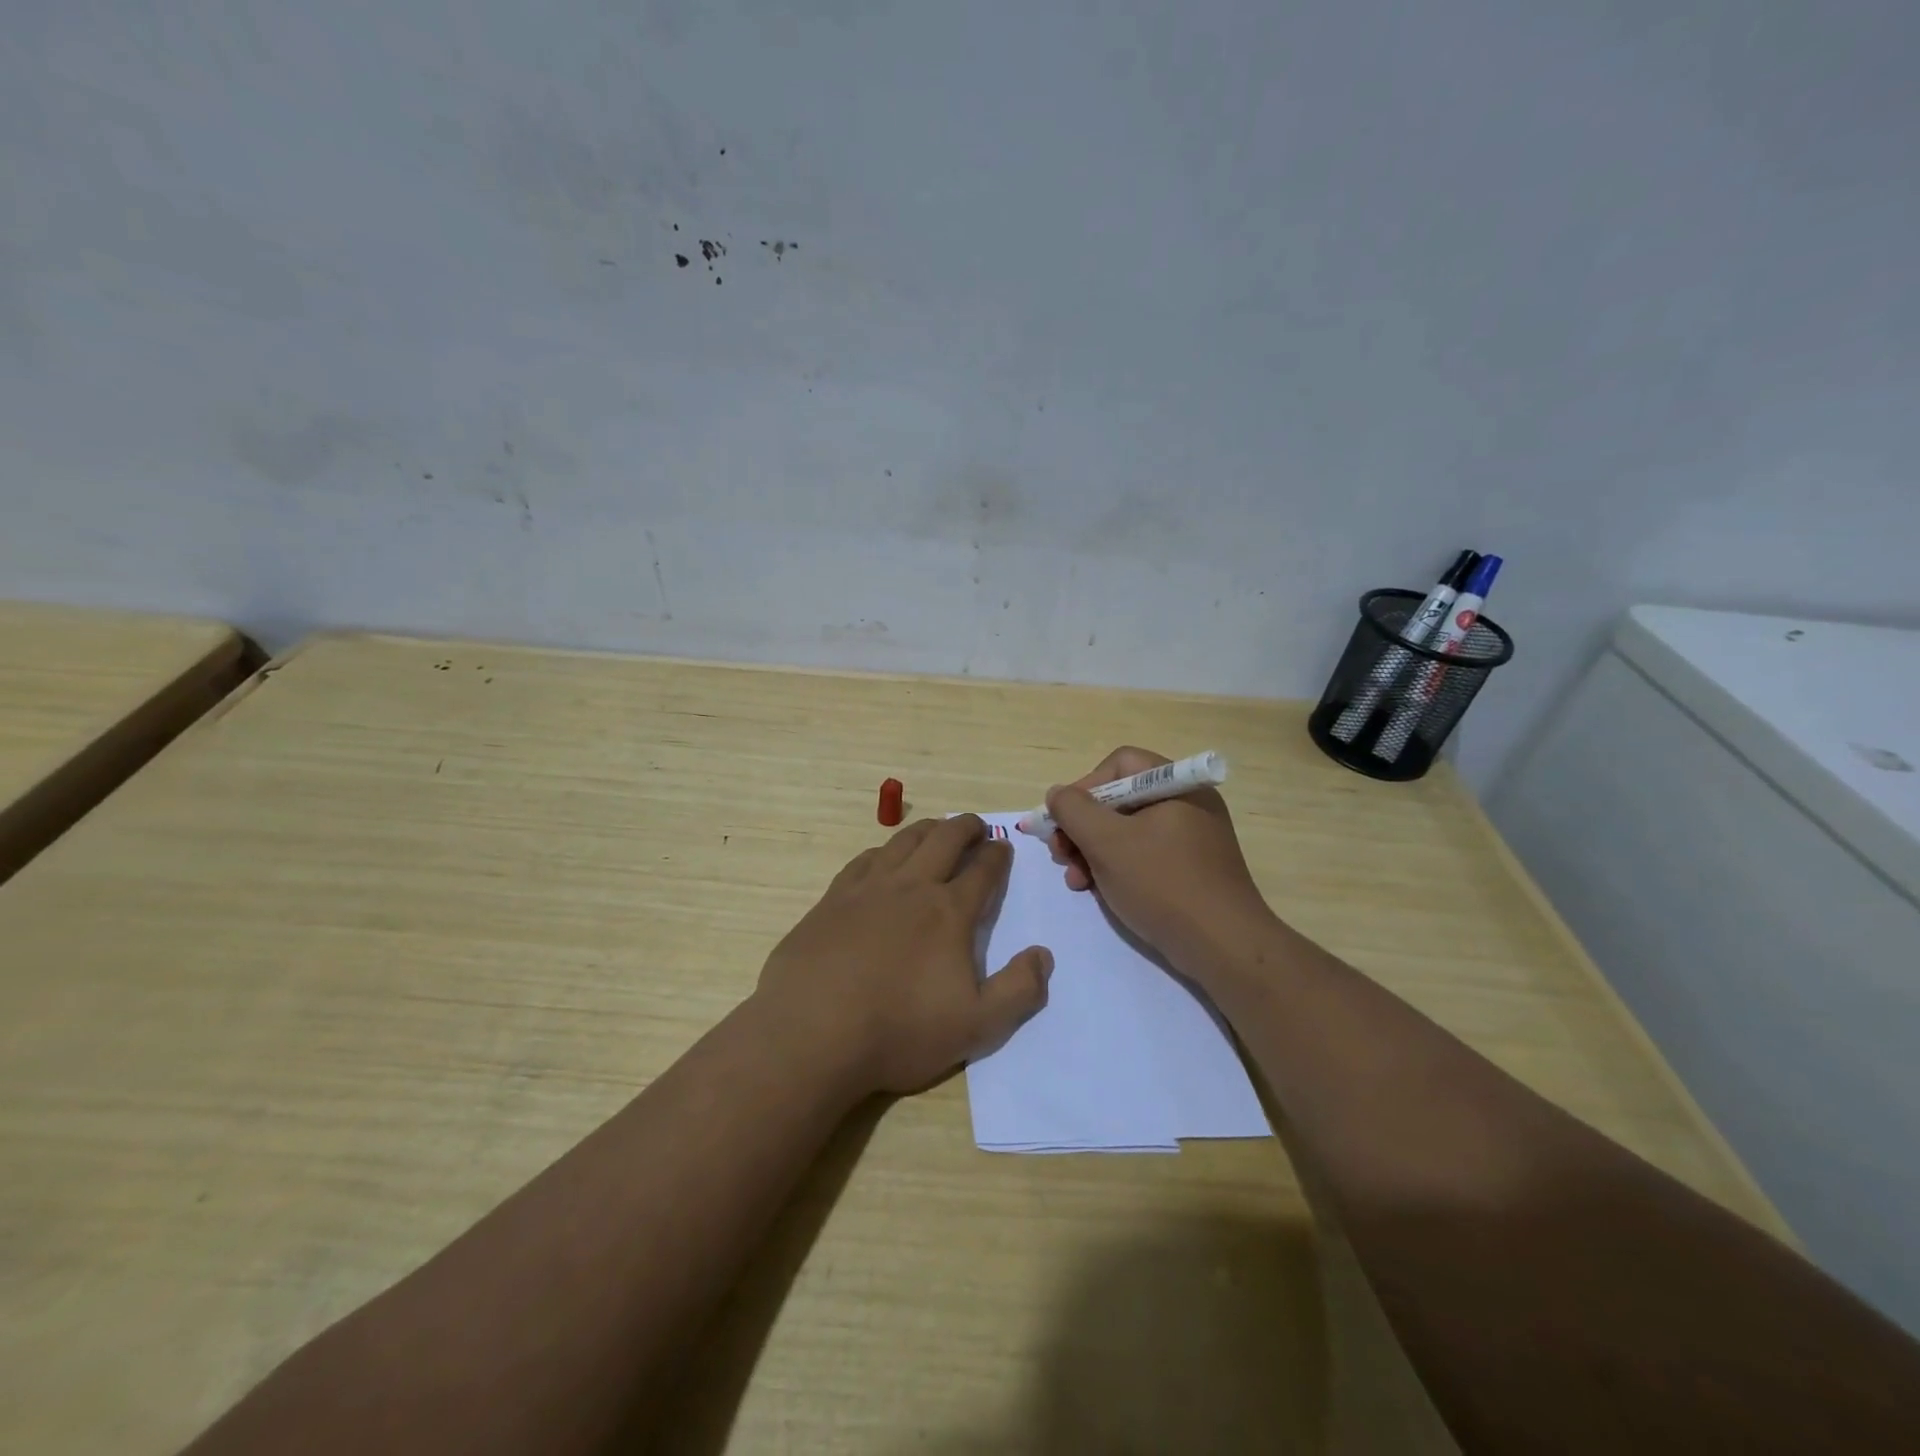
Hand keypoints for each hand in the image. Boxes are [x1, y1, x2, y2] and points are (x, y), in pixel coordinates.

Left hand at [754, 815, 1052, 1096]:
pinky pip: (865, 859)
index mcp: (949, 911)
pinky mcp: (833, 899)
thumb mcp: (977, 1026)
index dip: (998, 855)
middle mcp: (912, 886)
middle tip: (977, 827)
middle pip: (945, 839)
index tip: (1003, 848)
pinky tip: (883, 858)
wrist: (811, 1032)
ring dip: (928, 830)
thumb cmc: (899, 1031)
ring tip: (937, 830)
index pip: (983, 869)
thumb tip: (1043, 954)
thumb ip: (1019, 990)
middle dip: (967, 827)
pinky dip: (884, 850)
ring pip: (904, 841)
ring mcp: (868, 888)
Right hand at [1045, 746, 1273, 977]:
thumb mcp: (1106, 842)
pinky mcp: (1191, 869)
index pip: (1119, 764)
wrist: (1223, 946)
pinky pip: (1144, 855)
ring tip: (1075, 880)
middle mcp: (1187, 803)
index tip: (1063, 820)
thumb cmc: (1162, 883)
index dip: (1084, 787)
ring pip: (1127, 831)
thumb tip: (1058, 794)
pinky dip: (1116, 867)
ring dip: (1092, 851)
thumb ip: (1073, 810)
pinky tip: (1097, 890)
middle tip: (1060, 853)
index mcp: (1176, 785)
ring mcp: (1191, 838)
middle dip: (1083, 826)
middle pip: (1120, 799)